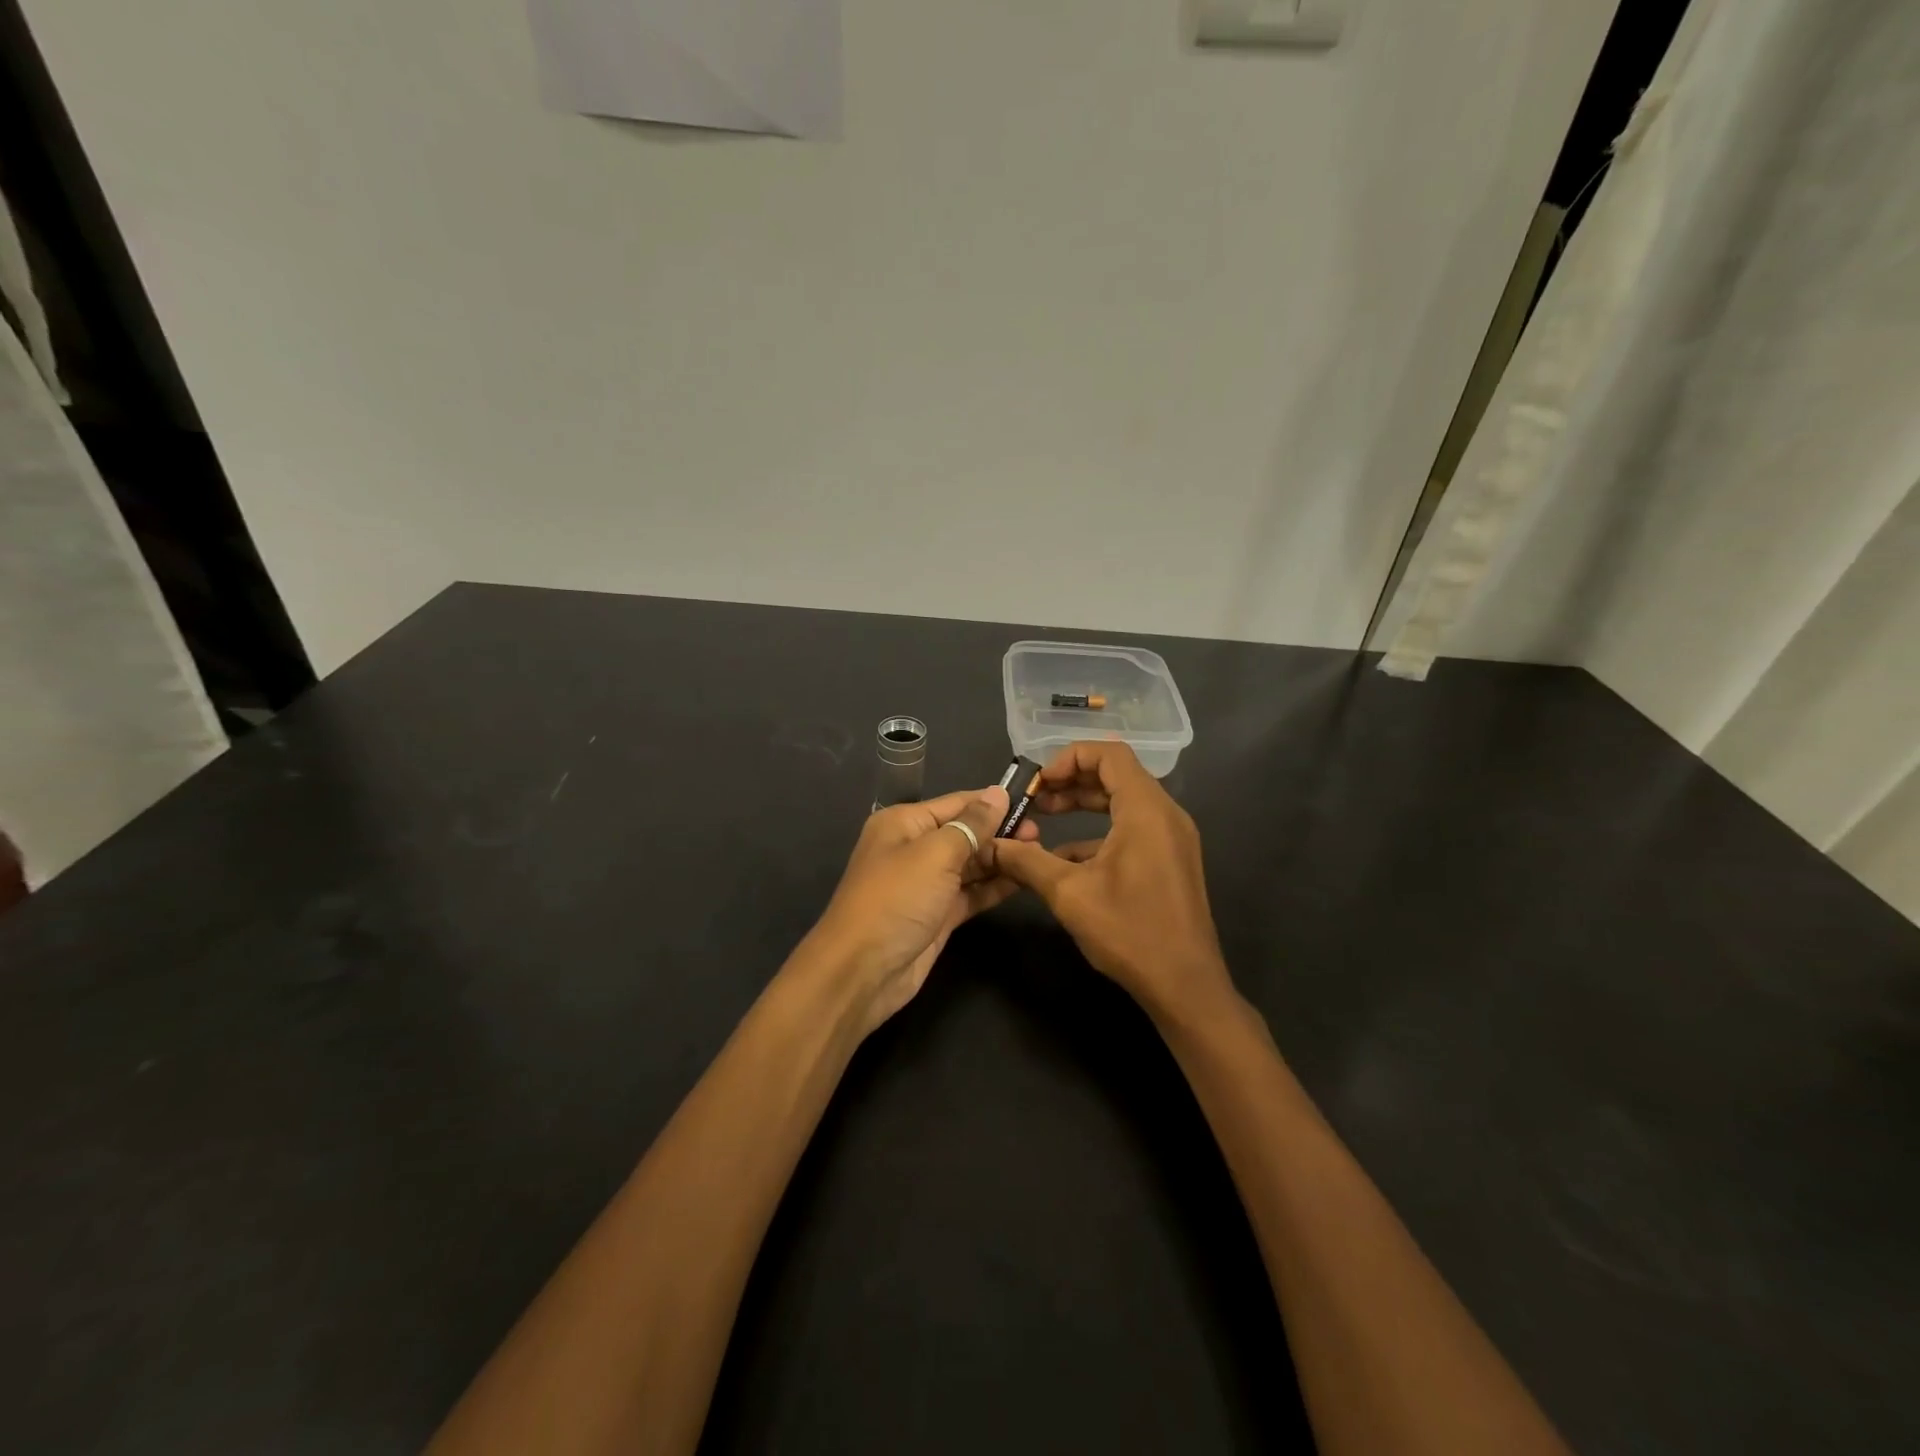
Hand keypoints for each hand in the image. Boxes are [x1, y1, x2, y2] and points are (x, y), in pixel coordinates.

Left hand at [800, 787, 1034, 1035]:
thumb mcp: (935, 854)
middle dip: (1000, 832)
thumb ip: (971, 824)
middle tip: (1042, 834)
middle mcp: (914, 848)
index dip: (992, 802)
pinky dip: (994, 886)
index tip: (1033, 800)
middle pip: (965, 832)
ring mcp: (927, 884)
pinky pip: (971, 892)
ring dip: (1001, 859)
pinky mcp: (938, 915)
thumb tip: (998, 793)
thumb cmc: (896, 899)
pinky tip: (1024, 879)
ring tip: (1040, 854)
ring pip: (970, 864)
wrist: (863, 971)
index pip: (956, 803)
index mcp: (904, 823)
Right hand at [987, 742, 1236, 1023]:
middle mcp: (1165, 814)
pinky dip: (1099, 831)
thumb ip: (1027, 861)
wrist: (1185, 986)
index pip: (1110, 754)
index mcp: (1146, 810)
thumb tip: (991, 844)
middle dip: (1072, 781)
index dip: (1069, 758)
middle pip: (1117, 774)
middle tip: (1035, 800)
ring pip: (1124, 802)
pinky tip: (1066, 858)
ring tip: (1045, 819)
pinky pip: (1133, 828)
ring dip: (1084, 805)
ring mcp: (1172, 838)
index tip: (1038, 783)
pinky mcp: (1171, 860)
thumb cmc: (1129, 932)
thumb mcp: (1069, 894)